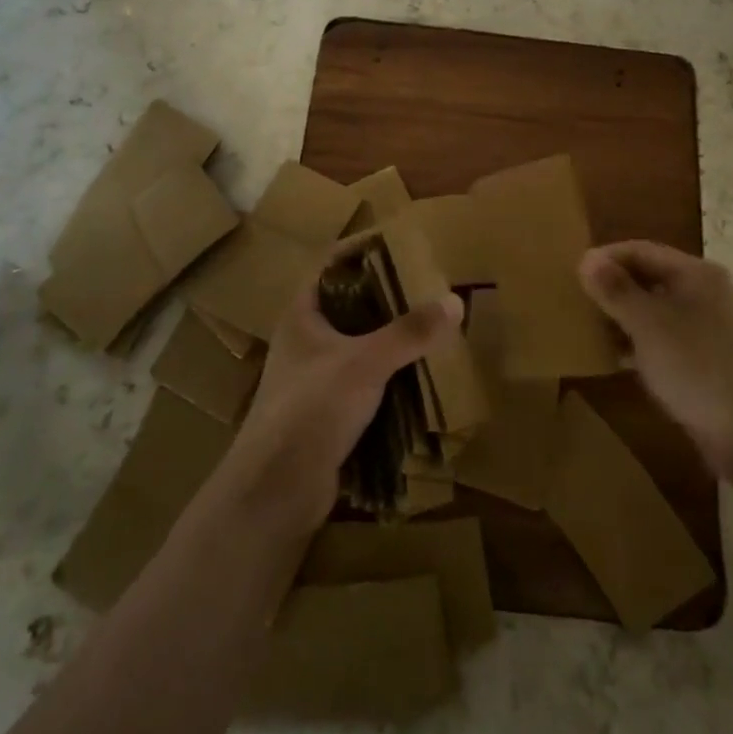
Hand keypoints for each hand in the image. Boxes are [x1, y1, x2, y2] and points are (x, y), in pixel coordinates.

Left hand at [214, 275, 461, 536]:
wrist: (277, 489)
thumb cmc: (313, 407)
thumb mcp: (365, 362)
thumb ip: (409, 332)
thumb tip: (455, 300)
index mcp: (302, 315)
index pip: (331, 266)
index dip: (361, 251)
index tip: (400, 244)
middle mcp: (305, 341)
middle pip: (349, 306)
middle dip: (386, 298)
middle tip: (427, 287)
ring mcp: (314, 378)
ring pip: (358, 346)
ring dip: (390, 340)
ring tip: (431, 327)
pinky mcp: (327, 412)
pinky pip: (363, 382)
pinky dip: (388, 376)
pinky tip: (419, 375)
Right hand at [579, 241, 732, 494]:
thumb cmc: (696, 369)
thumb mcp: (647, 325)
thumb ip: (615, 290)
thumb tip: (587, 259)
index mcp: (697, 273)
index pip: (641, 250)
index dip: (605, 258)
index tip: (573, 276)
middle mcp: (709, 292)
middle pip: (652, 277)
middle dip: (615, 288)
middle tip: (580, 303)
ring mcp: (716, 327)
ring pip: (660, 310)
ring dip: (627, 316)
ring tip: (594, 331)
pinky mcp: (715, 360)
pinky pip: (671, 338)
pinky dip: (645, 341)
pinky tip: (623, 359)